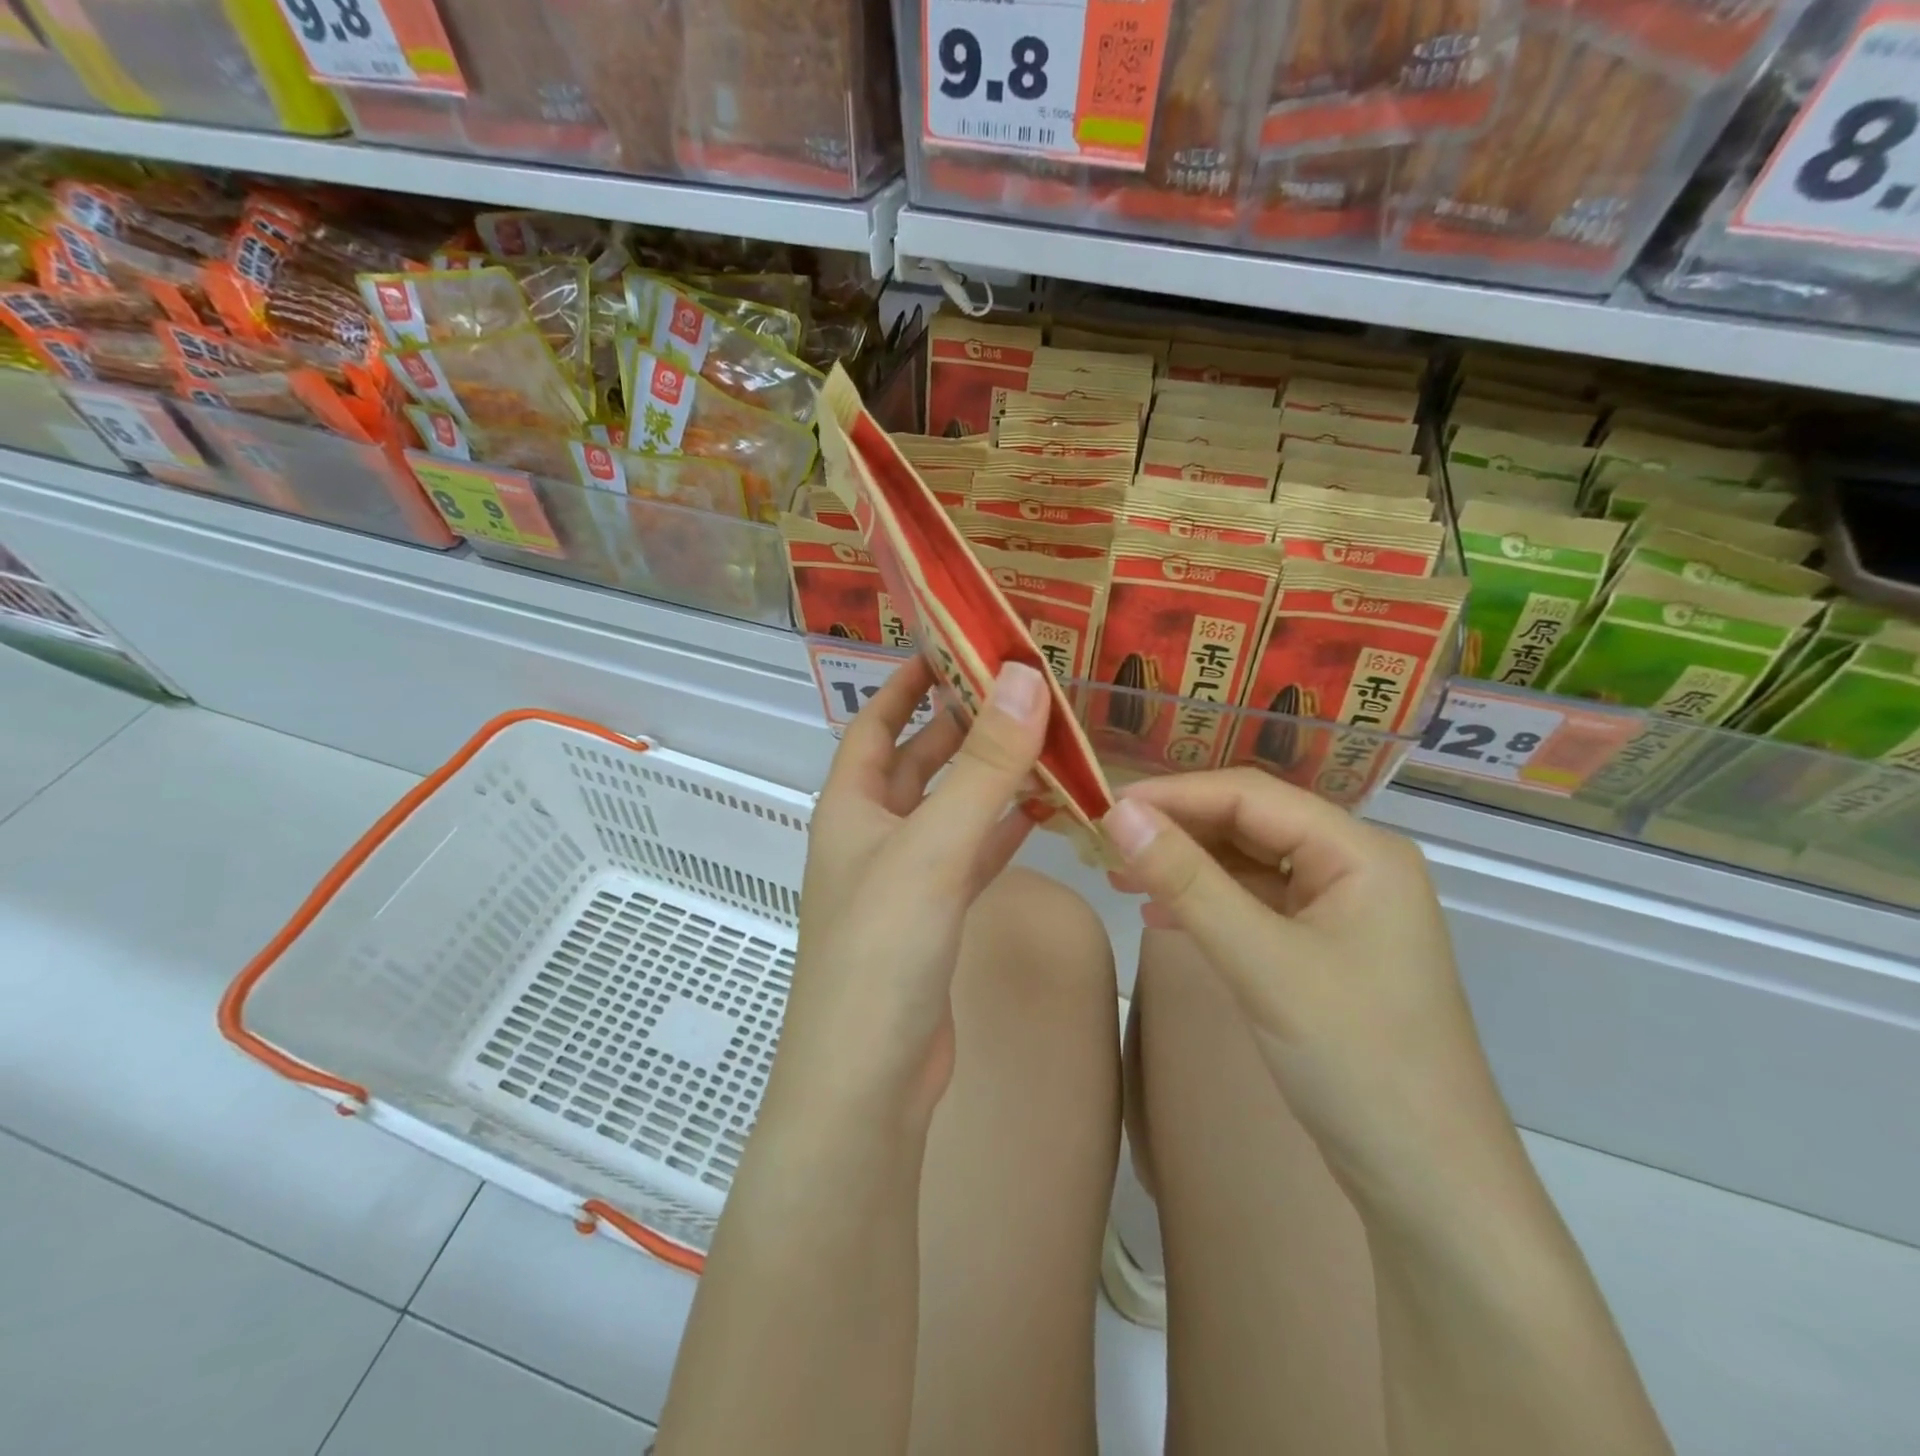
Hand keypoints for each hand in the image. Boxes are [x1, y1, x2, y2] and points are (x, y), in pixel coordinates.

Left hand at [771, 656, 1049, 1128]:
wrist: (870, 1077)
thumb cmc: (883, 948)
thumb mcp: (934, 845)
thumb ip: (984, 765)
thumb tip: (1026, 678)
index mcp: (850, 806)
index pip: (875, 724)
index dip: (906, 683)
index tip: (951, 647)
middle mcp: (873, 834)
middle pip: (921, 762)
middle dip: (965, 725)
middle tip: (1024, 689)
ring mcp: (906, 877)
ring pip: (954, 809)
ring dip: (993, 777)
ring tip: (1048, 739)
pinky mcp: (937, 916)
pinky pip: (973, 854)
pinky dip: (1004, 829)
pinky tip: (1043, 808)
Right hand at [1103, 770, 1521, 1222]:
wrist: (1429, 1186)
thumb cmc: (1356, 1061)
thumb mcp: (1262, 963)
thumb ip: (1188, 881)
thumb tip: (1119, 813)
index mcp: (1359, 851)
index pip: (1249, 796)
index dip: (1172, 795)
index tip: (1102, 808)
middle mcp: (1354, 866)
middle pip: (1248, 824)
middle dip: (1175, 831)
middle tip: (1102, 845)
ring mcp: (1340, 909)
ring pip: (1246, 864)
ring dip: (1184, 867)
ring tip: (1118, 877)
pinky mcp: (1323, 948)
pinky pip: (1253, 905)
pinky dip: (1205, 905)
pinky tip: (1160, 917)